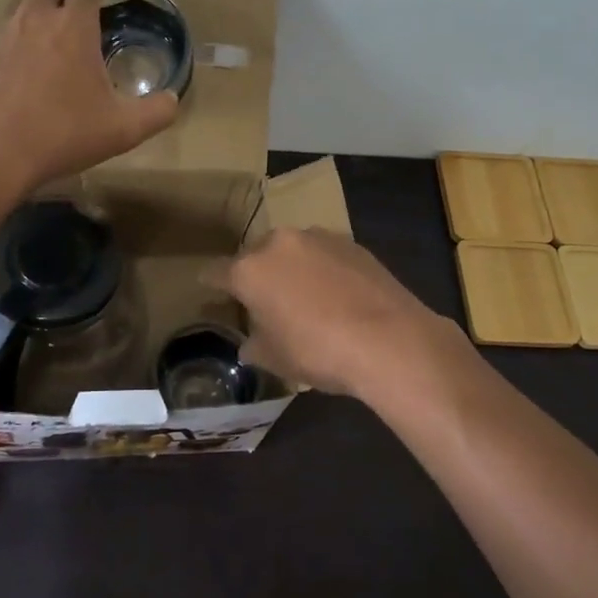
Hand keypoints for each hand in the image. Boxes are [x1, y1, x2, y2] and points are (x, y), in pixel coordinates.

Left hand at [0, 0, 179, 196]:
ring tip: (54, 34)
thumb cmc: (63, 134)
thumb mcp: (123, 130)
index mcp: (74, 25)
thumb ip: (157, 111)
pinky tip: (28, 68)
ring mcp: (4, 36)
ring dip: (38, 4)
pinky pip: (3, 32)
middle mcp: (36, 19)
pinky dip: (18, 37)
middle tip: (78, 6)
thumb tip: (172, 99)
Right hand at [208, 228, 465, 401]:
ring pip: (293, 251)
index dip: (212, 282)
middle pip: (257, 256)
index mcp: (250, 270)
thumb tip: (249, 345)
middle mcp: (279, 244)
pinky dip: (323, 269)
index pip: (218, 272)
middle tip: (265, 300)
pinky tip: (336, 293)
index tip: (208, 286)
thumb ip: (255, 347)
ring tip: (304, 296)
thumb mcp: (277, 359)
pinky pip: (324, 254)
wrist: (388, 339)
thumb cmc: (318, 351)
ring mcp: (318, 238)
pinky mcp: (351, 242)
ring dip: (292, 268)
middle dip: (257, 274)